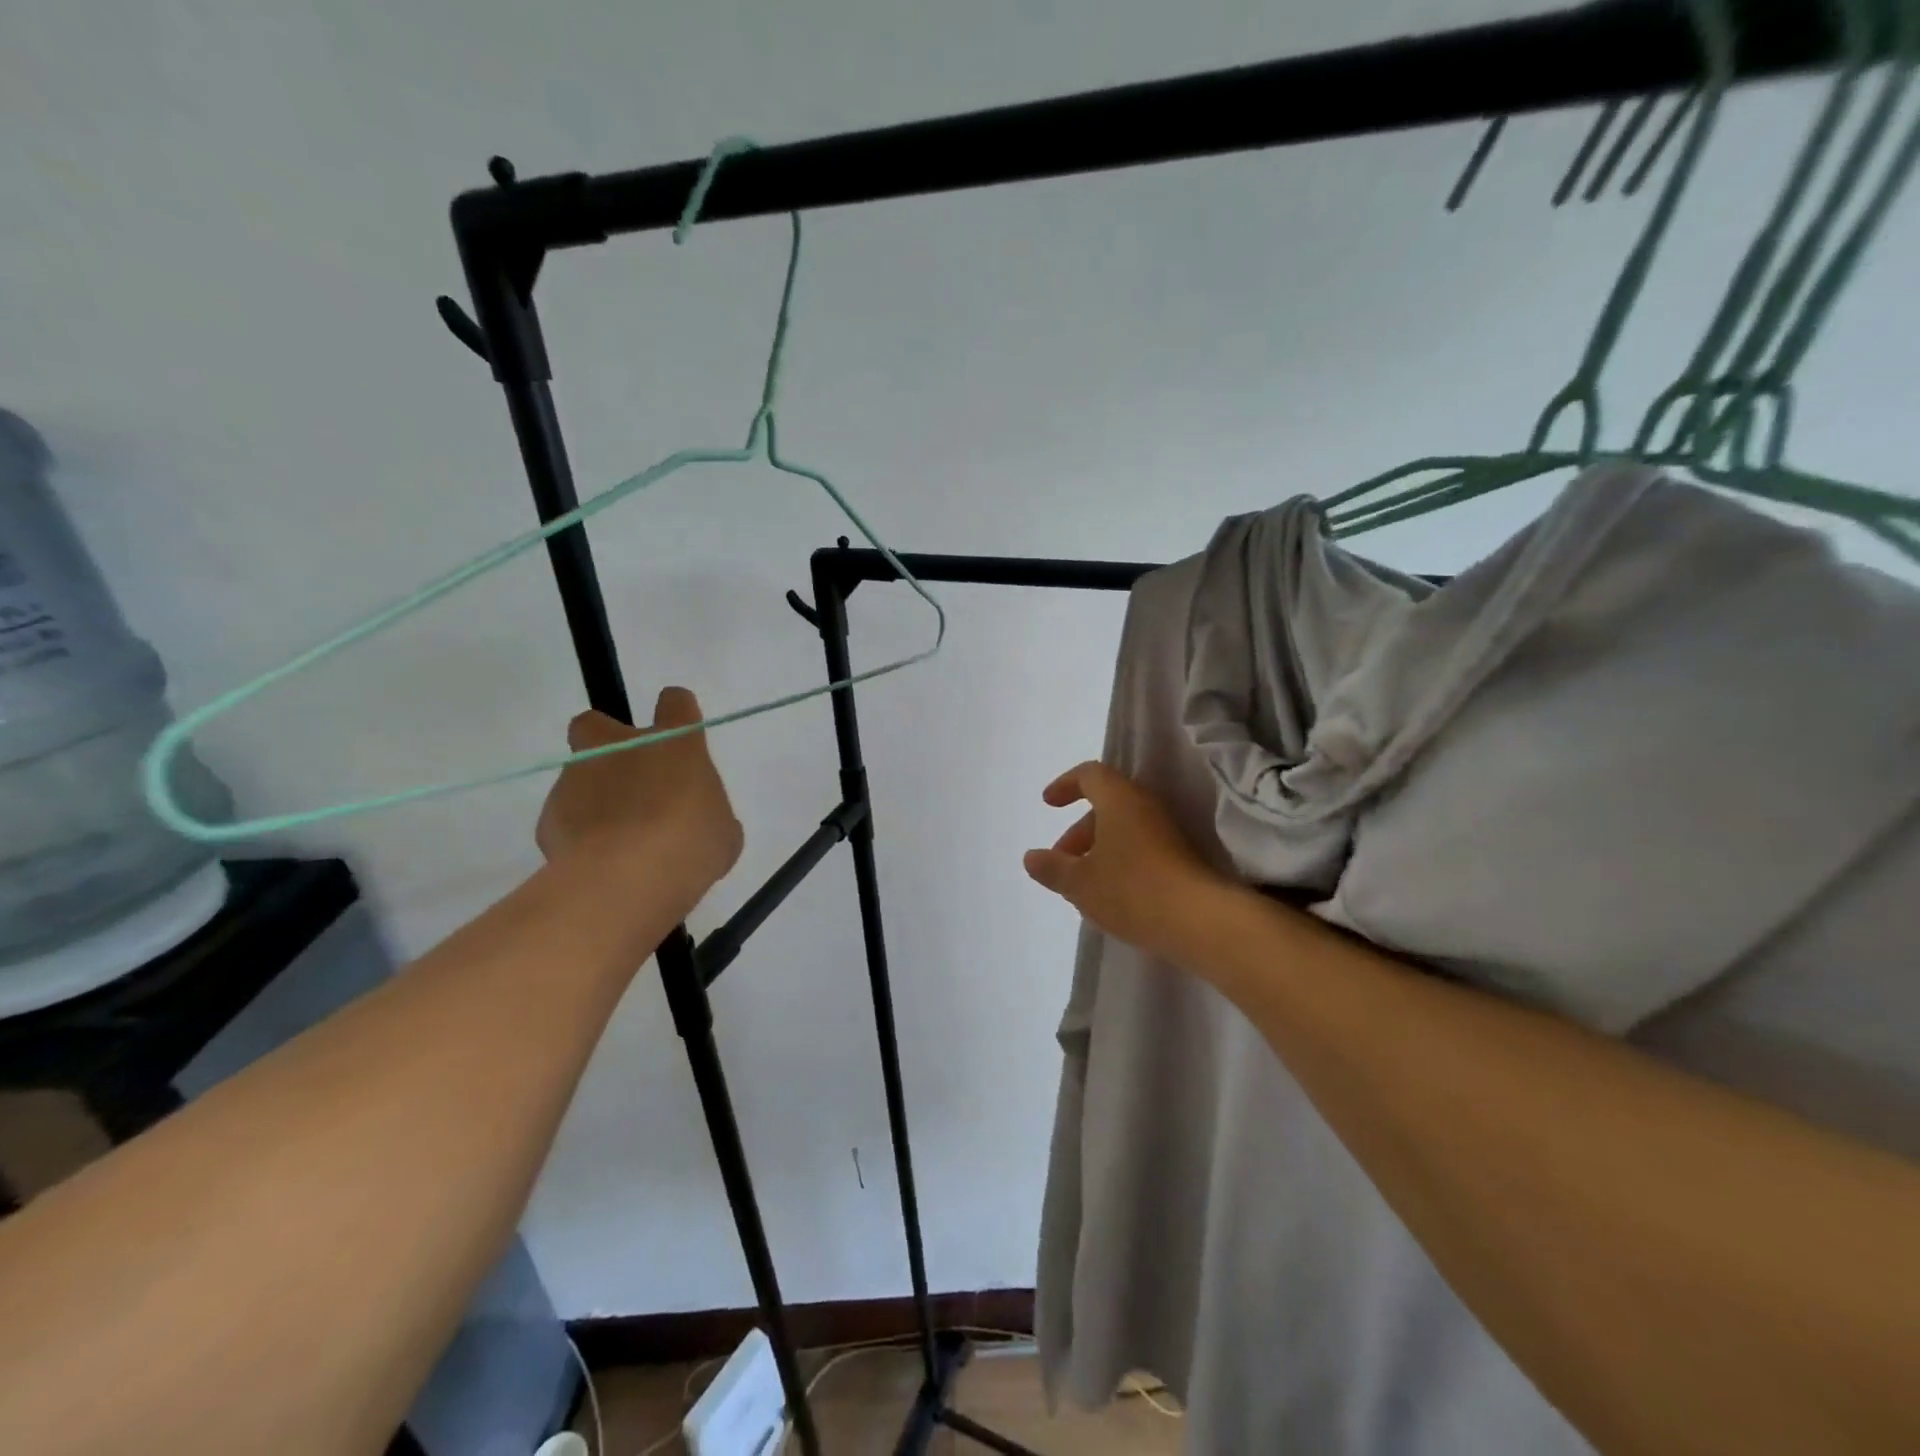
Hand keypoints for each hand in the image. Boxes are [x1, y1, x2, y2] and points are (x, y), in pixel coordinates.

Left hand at [536, 689, 743, 913]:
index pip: (675, 702)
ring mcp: (578, 778)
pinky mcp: (549, 815)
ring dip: (596, 795)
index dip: (678, 713)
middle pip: (596, 722)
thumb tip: (696, 820)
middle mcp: (620, 747)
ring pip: (579, 774)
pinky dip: (579, 832)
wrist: (626, 882)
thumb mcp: (722, 830)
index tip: (681, 733)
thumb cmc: (691, 847)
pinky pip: (566, 816)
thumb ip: (707, 812)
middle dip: (606, 741)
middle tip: (628, 776)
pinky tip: (597, 860)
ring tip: (617, 838)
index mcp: (673, 743)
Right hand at [1023, 761, 1232, 966]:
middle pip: (1106, 805)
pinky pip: (1140, 847)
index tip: (1048, 804)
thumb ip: (1052, 868)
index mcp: (1119, 799)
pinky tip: (1110, 894)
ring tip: (1082, 883)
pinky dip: (1119, 860)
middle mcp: (1145, 807)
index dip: (1065, 785)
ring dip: (1098, 848)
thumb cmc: (1131, 889)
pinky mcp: (1180, 858)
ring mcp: (1167, 832)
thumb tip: (1031, 857)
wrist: (1199, 921)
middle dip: (1079, 830)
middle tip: (1061, 860)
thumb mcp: (1079, 882)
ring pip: (1124, 829)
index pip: (1090, 774)